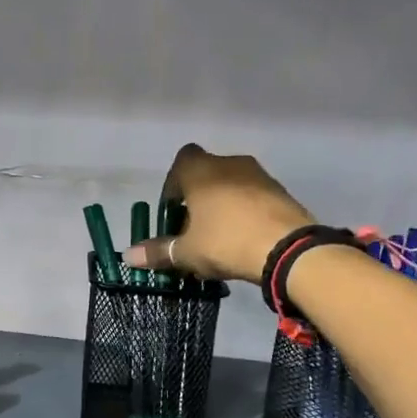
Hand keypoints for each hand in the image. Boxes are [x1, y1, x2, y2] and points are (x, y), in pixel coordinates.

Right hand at [122, 143, 312, 281]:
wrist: (288, 248)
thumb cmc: (226, 241)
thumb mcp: (187, 252)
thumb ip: (159, 252)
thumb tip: (128, 257)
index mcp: (202, 171)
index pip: (182, 160)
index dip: (173, 184)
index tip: (173, 211)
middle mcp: (230, 164)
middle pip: (207, 173)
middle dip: (197, 197)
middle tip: (194, 228)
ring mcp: (260, 175)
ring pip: (232, 184)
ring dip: (223, 204)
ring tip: (220, 236)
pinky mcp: (281, 191)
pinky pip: (254, 196)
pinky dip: (245, 211)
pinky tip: (245, 238)